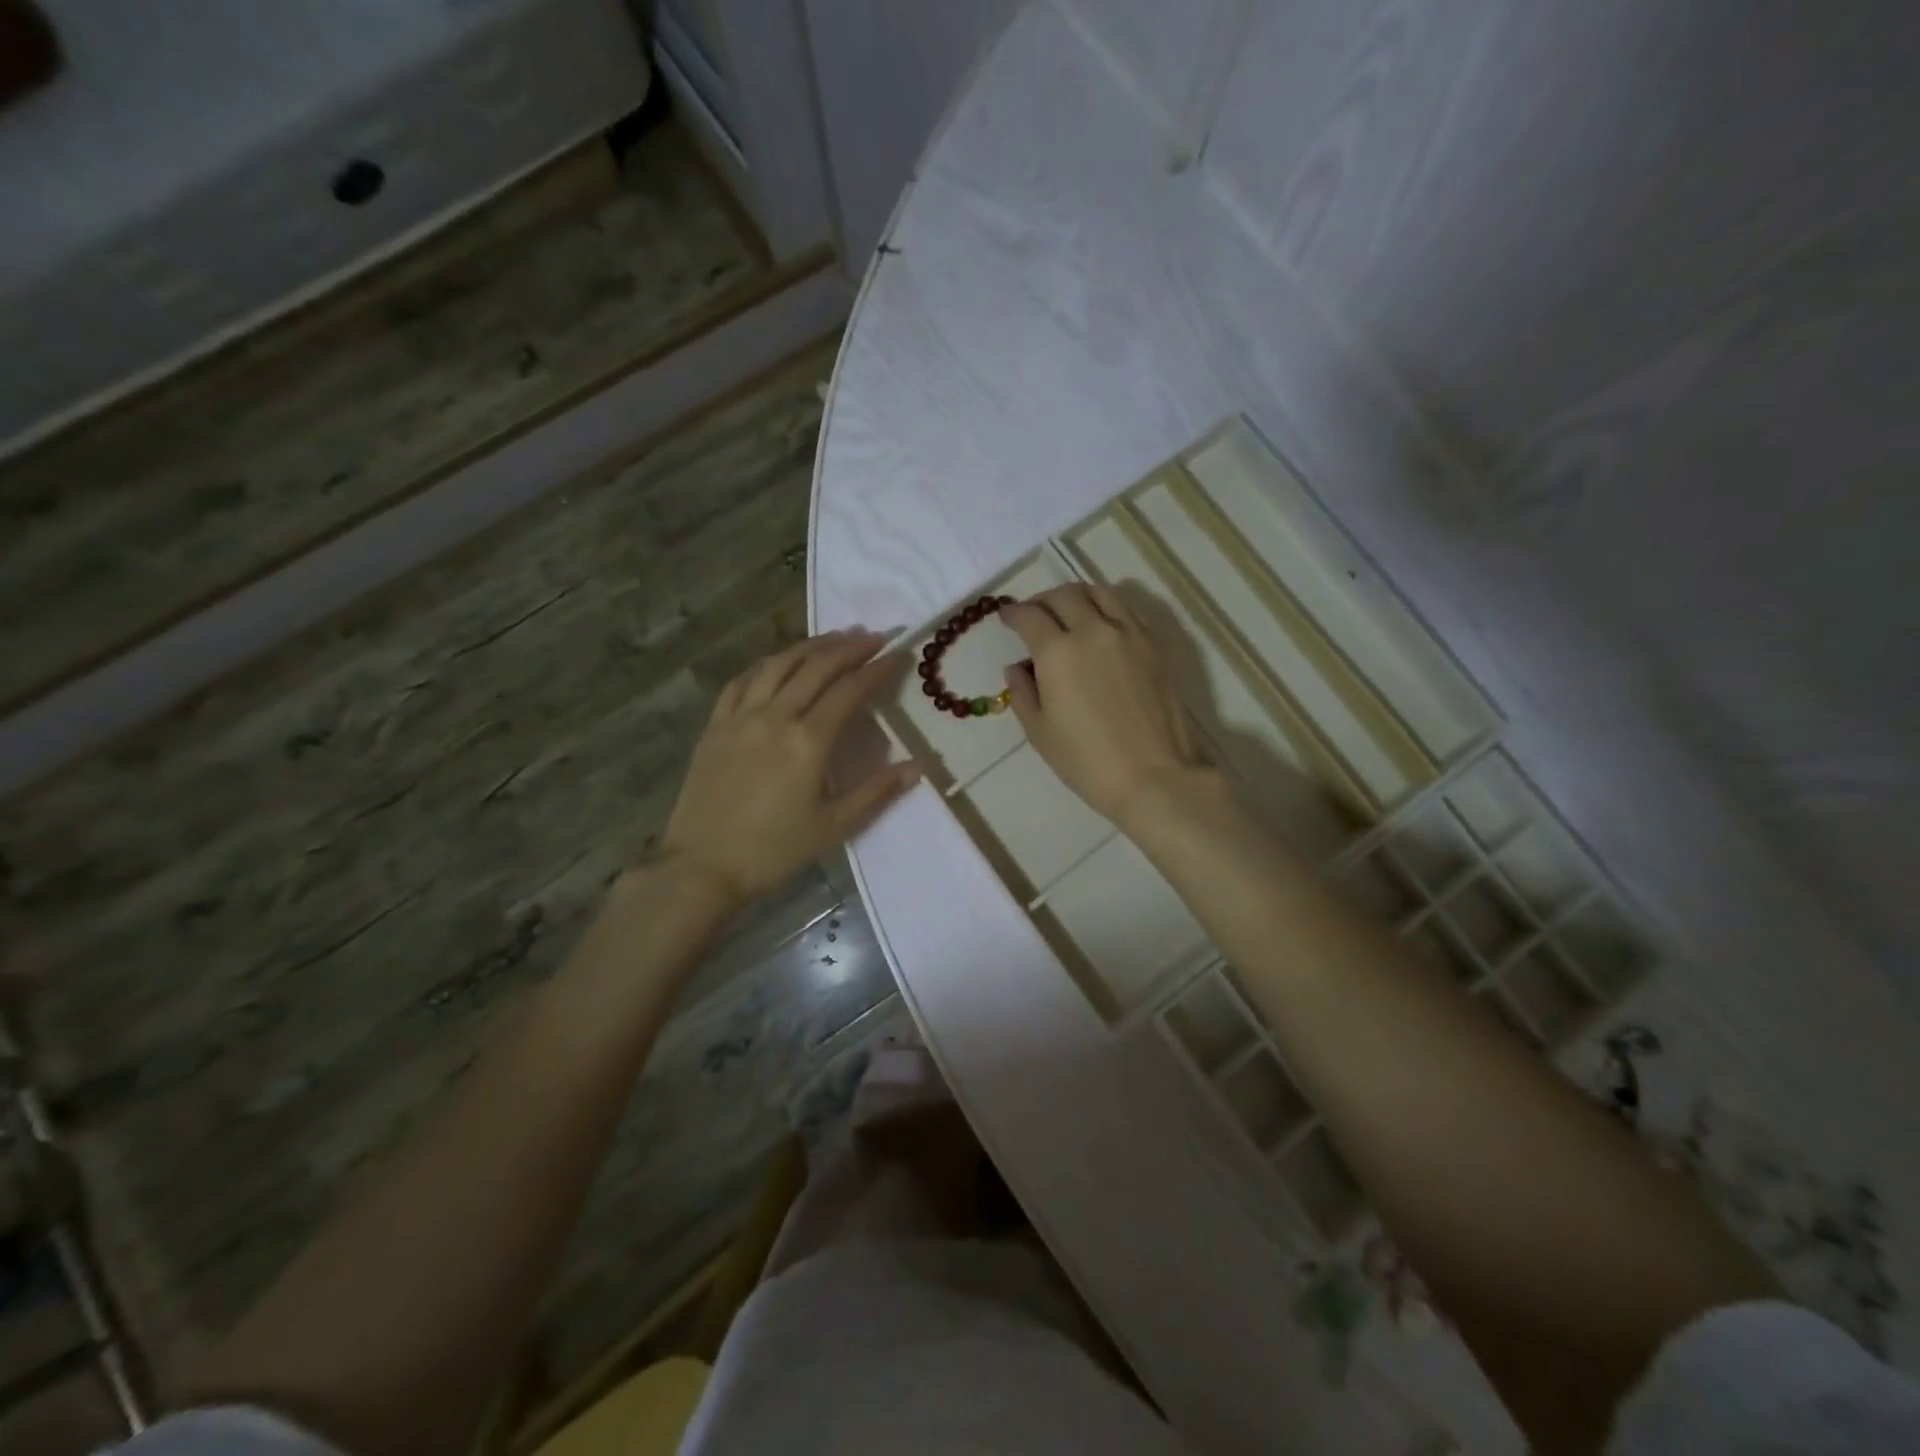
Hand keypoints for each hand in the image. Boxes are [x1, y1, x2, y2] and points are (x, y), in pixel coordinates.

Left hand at [660, 630, 920, 903]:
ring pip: (778, 665)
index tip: (898, 652)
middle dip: (848, 647)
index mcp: (808, 742)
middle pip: (816, 668)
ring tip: (833, 638)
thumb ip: (876, 792)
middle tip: (873, 636)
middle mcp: (775, 717)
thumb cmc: (773, 850)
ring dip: (809, 647)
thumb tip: (916, 767)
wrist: (702, 866)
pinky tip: (778, 662)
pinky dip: (766, 664)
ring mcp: (740, 717)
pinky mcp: (715, 725)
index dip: (876, 669)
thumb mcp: (833, 827)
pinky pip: (742, 681)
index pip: (849, 691)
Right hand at [999, 585, 1210, 827]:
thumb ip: (1023, 694)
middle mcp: (1093, 630)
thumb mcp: (1040, 733)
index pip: (1029, 616)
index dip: (1012, 613)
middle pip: (1064, 595)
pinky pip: (1126, 609)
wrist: (1155, 776)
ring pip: (1099, 593)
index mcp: (1058, 652)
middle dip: (1042, 600)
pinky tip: (1102, 625)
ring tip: (1068, 611)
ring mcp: (1129, 634)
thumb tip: (1017, 668)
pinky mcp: (1154, 644)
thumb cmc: (1088, 762)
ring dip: (1076, 596)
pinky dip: (1107, 606)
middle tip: (1033, 614)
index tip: (1005, 616)